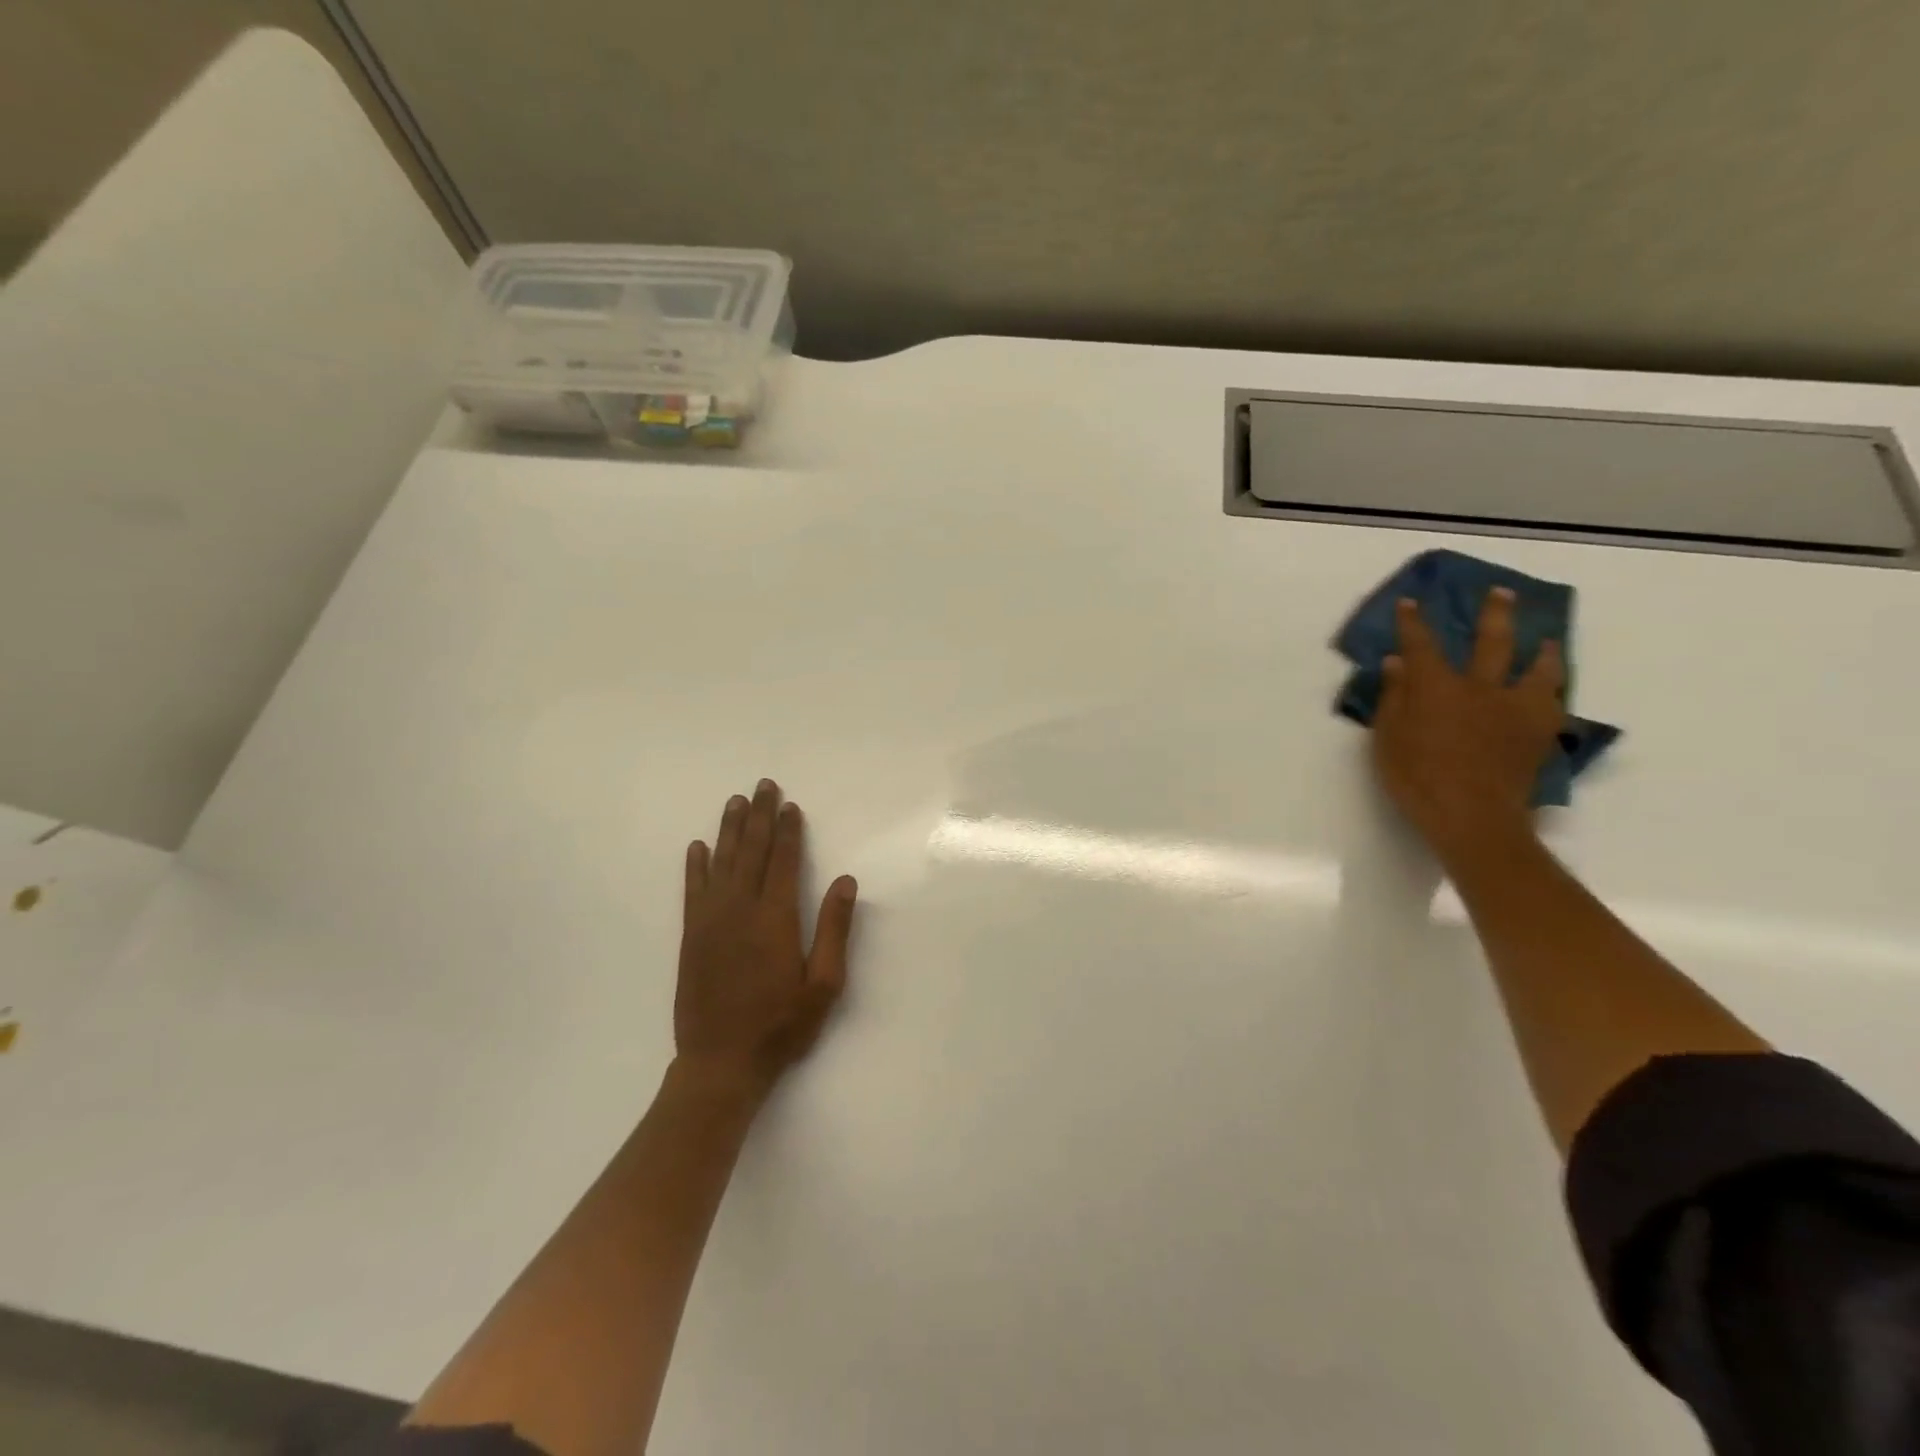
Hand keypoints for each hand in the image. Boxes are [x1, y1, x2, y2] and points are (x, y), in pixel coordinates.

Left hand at [675, 780, 857, 1100]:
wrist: (720, 1063)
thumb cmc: (781, 1025)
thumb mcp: (824, 984)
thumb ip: (834, 929)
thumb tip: (845, 880)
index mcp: (774, 918)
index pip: (782, 861)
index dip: (788, 830)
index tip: (790, 805)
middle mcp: (739, 909)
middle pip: (751, 851)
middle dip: (759, 816)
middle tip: (763, 785)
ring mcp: (710, 921)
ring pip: (721, 862)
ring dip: (729, 829)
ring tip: (735, 802)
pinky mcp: (690, 936)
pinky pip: (692, 890)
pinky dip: (695, 865)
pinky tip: (697, 846)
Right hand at [1372, 587, 1564, 863]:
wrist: (1473, 816)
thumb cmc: (1416, 778)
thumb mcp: (1387, 739)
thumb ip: (1393, 698)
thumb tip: (1396, 663)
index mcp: (1437, 687)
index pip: (1421, 645)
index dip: (1413, 622)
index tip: (1411, 602)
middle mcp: (1480, 688)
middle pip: (1491, 642)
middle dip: (1493, 615)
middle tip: (1501, 594)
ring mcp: (1515, 709)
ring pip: (1537, 669)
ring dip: (1542, 651)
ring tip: (1548, 641)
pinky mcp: (1538, 733)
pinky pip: (1553, 703)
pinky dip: (1553, 691)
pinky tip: (1553, 690)